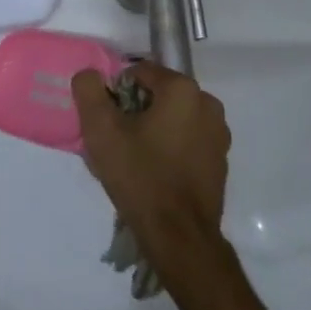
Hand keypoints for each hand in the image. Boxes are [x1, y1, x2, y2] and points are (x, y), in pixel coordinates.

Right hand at [71, 62, 229, 260]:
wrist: (179, 237)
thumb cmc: (140, 176)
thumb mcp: (101, 130)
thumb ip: (89, 90)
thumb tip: (90, 75)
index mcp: (182, 89)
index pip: (139, 73)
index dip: (117, 93)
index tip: (107, 122)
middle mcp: (207, 103)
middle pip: (159, 94)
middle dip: (136, 112)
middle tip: (117, 142)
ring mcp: (218, 133)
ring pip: (174, 118)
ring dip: (154, 130)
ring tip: (135, 160)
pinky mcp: (221, 160)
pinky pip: (188, 140)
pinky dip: (171, 147)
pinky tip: (156, 173)